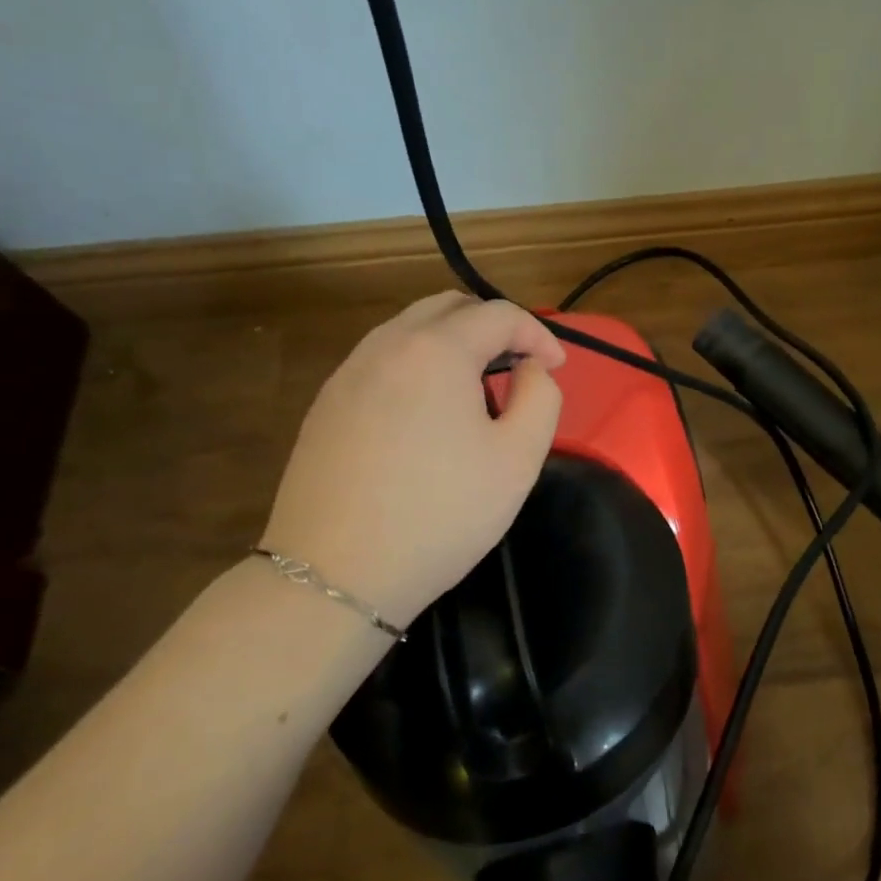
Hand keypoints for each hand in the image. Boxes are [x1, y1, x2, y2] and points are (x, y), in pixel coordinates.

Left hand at [260, 292, 565, 628]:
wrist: (335, 574)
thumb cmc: (440, 514)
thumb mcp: (518, 459)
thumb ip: (541, 398)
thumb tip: (531, 369)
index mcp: (437, 350)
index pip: (499, 314)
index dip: (538, 334)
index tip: (555, 368)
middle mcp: (387, 345)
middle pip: (448, 307)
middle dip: (493, 327)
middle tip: (518, 366)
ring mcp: (348, 373)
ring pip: (409, 330)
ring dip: (452, 343)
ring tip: (475, 389)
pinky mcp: (326, 404)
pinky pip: (382, 360)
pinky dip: (416, 365)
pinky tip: (426, 414)